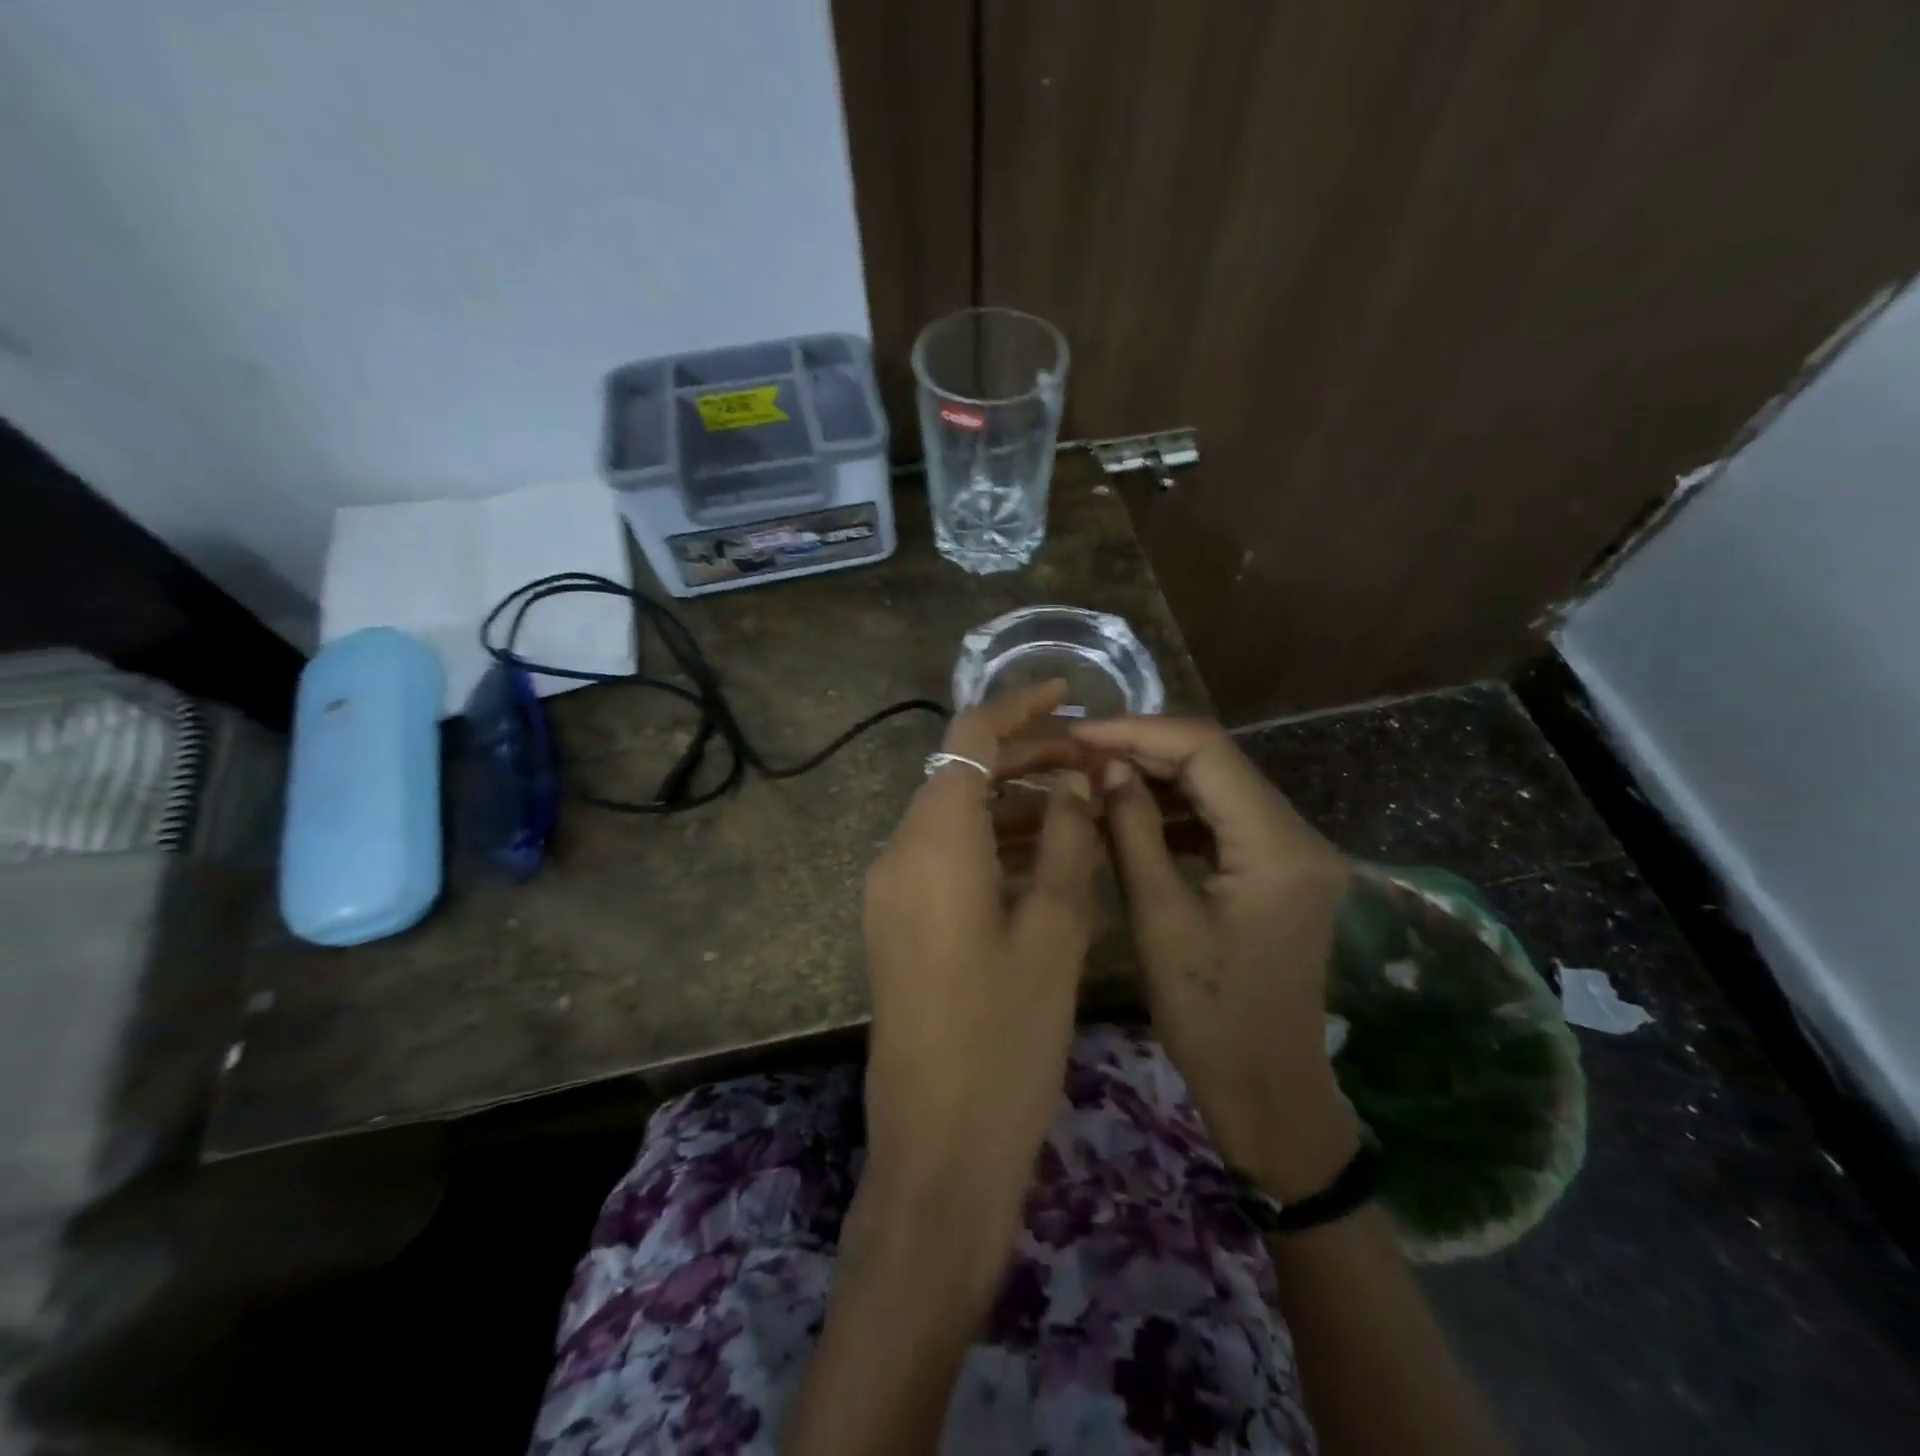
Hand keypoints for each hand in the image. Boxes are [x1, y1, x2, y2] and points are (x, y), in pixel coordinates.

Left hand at [862, 681, 1101, 1235]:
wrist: (939, 1147)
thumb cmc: (1007, 1038)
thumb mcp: (1054, 930)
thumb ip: (1063, 840)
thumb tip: (1074, 780)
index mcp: (933, 842)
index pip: (969, 737)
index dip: (1018, 706)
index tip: (1068, 693)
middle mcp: (898, 853)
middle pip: (959, 773)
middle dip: (1024, 756)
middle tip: (1092, 761)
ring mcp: (891, 890)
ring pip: (953, 816)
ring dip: (1011, 802)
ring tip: (1080, 805)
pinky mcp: (897, 923)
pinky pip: (944, 857)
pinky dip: (991, 843)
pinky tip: (1043, 857)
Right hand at [1072, 716, 1360, 1199]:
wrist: (1268, 1091)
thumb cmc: (1209, 1017)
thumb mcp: (1159, 919)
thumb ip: (1133, 831)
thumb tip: (1106, 767)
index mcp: (1277, 846)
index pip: (1207, 751)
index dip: (1138, 732)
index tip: (1079, 734)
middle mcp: (1299, 835)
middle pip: (1217, 762)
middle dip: (1145, 749)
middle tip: (1079, 753)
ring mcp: (1295, 852)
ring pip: (1220, 786)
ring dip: (1159, 777)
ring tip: (1096, 776)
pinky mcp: (1282, 870)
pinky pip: (1226, 819)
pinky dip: (1178, 810)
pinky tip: (1133, 812)